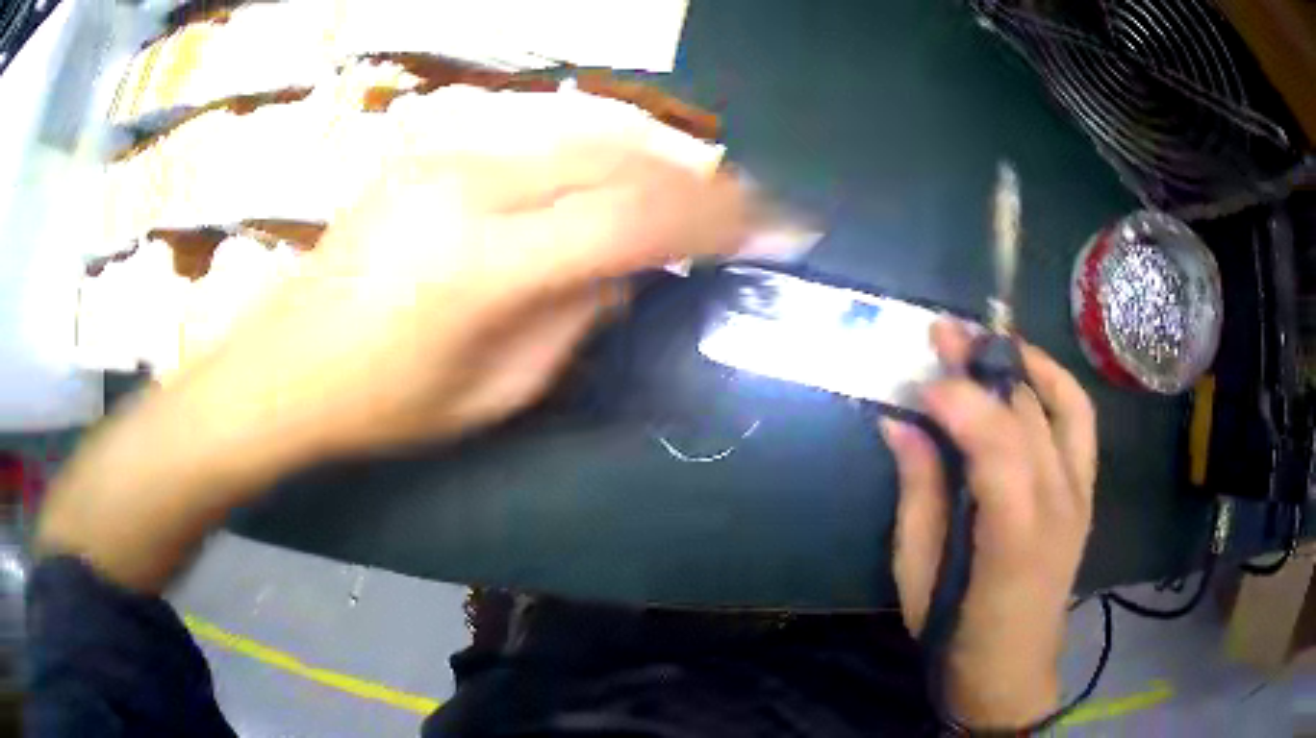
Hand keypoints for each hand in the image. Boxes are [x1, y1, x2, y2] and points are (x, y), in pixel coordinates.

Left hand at [38, 139, 749, 590]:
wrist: (283, 366)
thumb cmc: (382, 404)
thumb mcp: (496, 390)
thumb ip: (576, 315)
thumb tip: (631, 264)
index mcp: (483, 265)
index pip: (634, 217)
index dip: (721, 218)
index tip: (782, 226)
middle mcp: (468, 186)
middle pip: (618, 156)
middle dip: (696, 180)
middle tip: (747, 207)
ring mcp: (444, 157)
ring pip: (582, 135)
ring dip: (649, 163)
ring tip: (692, 198)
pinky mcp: (429, 152)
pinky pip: (538, 141)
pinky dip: (594, 159)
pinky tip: (611, 187)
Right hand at [882, 320, 1096, 728]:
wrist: (1012, 672)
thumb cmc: (956, 634)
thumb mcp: (917, 576)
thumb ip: (916, 494)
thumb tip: (899, 423)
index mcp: (1016, 535)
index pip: (999, 442)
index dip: (959, 400)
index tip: (919, 381)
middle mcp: (1060, 503)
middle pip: (1028, 412)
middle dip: (982, 365)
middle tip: (940, 335)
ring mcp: (1080, 494)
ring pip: (1060, 404)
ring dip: (1021, 362)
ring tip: (984, 338)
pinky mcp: (1085, 491)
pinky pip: (1080, 421)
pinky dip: (1056, 384)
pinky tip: (1027, 371)